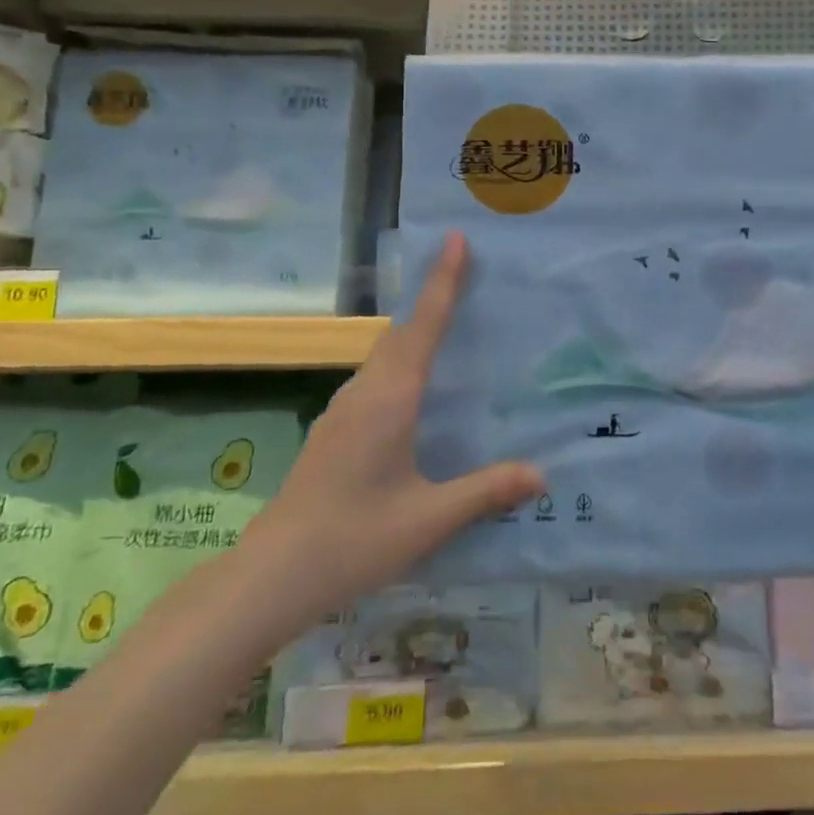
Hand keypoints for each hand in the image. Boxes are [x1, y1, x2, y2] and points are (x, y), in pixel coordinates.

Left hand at [243, 232, 542, 620]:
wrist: (271, 574)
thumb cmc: (353, 540)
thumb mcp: (429, 519)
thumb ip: (485, 491)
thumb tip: (541, 474)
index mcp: (391, 398)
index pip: (423, 326)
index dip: (443, 281)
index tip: (455, 240)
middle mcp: (366, 391)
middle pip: (403, 330)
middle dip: (433, 297)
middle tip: (468, 274)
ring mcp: (344, 408)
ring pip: (386, 353)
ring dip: (416, 330)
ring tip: (450, 326)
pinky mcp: (335, 428)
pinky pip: (376, 376)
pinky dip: (402, 360)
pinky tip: (416, 390)